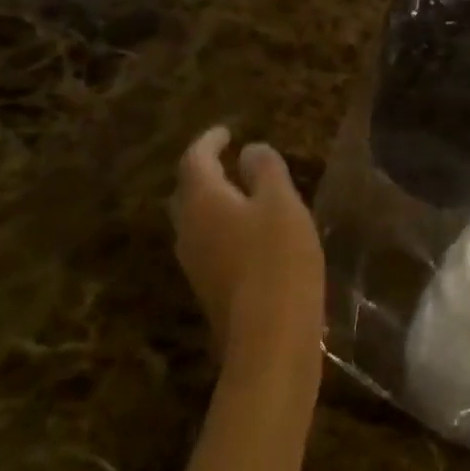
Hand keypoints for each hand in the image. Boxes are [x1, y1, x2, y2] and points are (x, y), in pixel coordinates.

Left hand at [170, 126, 324, 389]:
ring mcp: (195, 264)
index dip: (209, 141)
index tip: (225, 131)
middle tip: (229, 160)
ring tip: (243, 193)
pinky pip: (210, 244)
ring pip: (197, 221)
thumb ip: (265, 170)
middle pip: (188, 192)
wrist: (270, 339)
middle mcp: (188, 230)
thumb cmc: (278, 258)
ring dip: (215, 202)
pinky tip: (251, 235)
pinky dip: (225, 227)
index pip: (194, 160)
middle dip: (205, 172)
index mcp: (202, 201)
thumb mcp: (282, 203)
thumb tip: (249, 151)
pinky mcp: (210, 289)